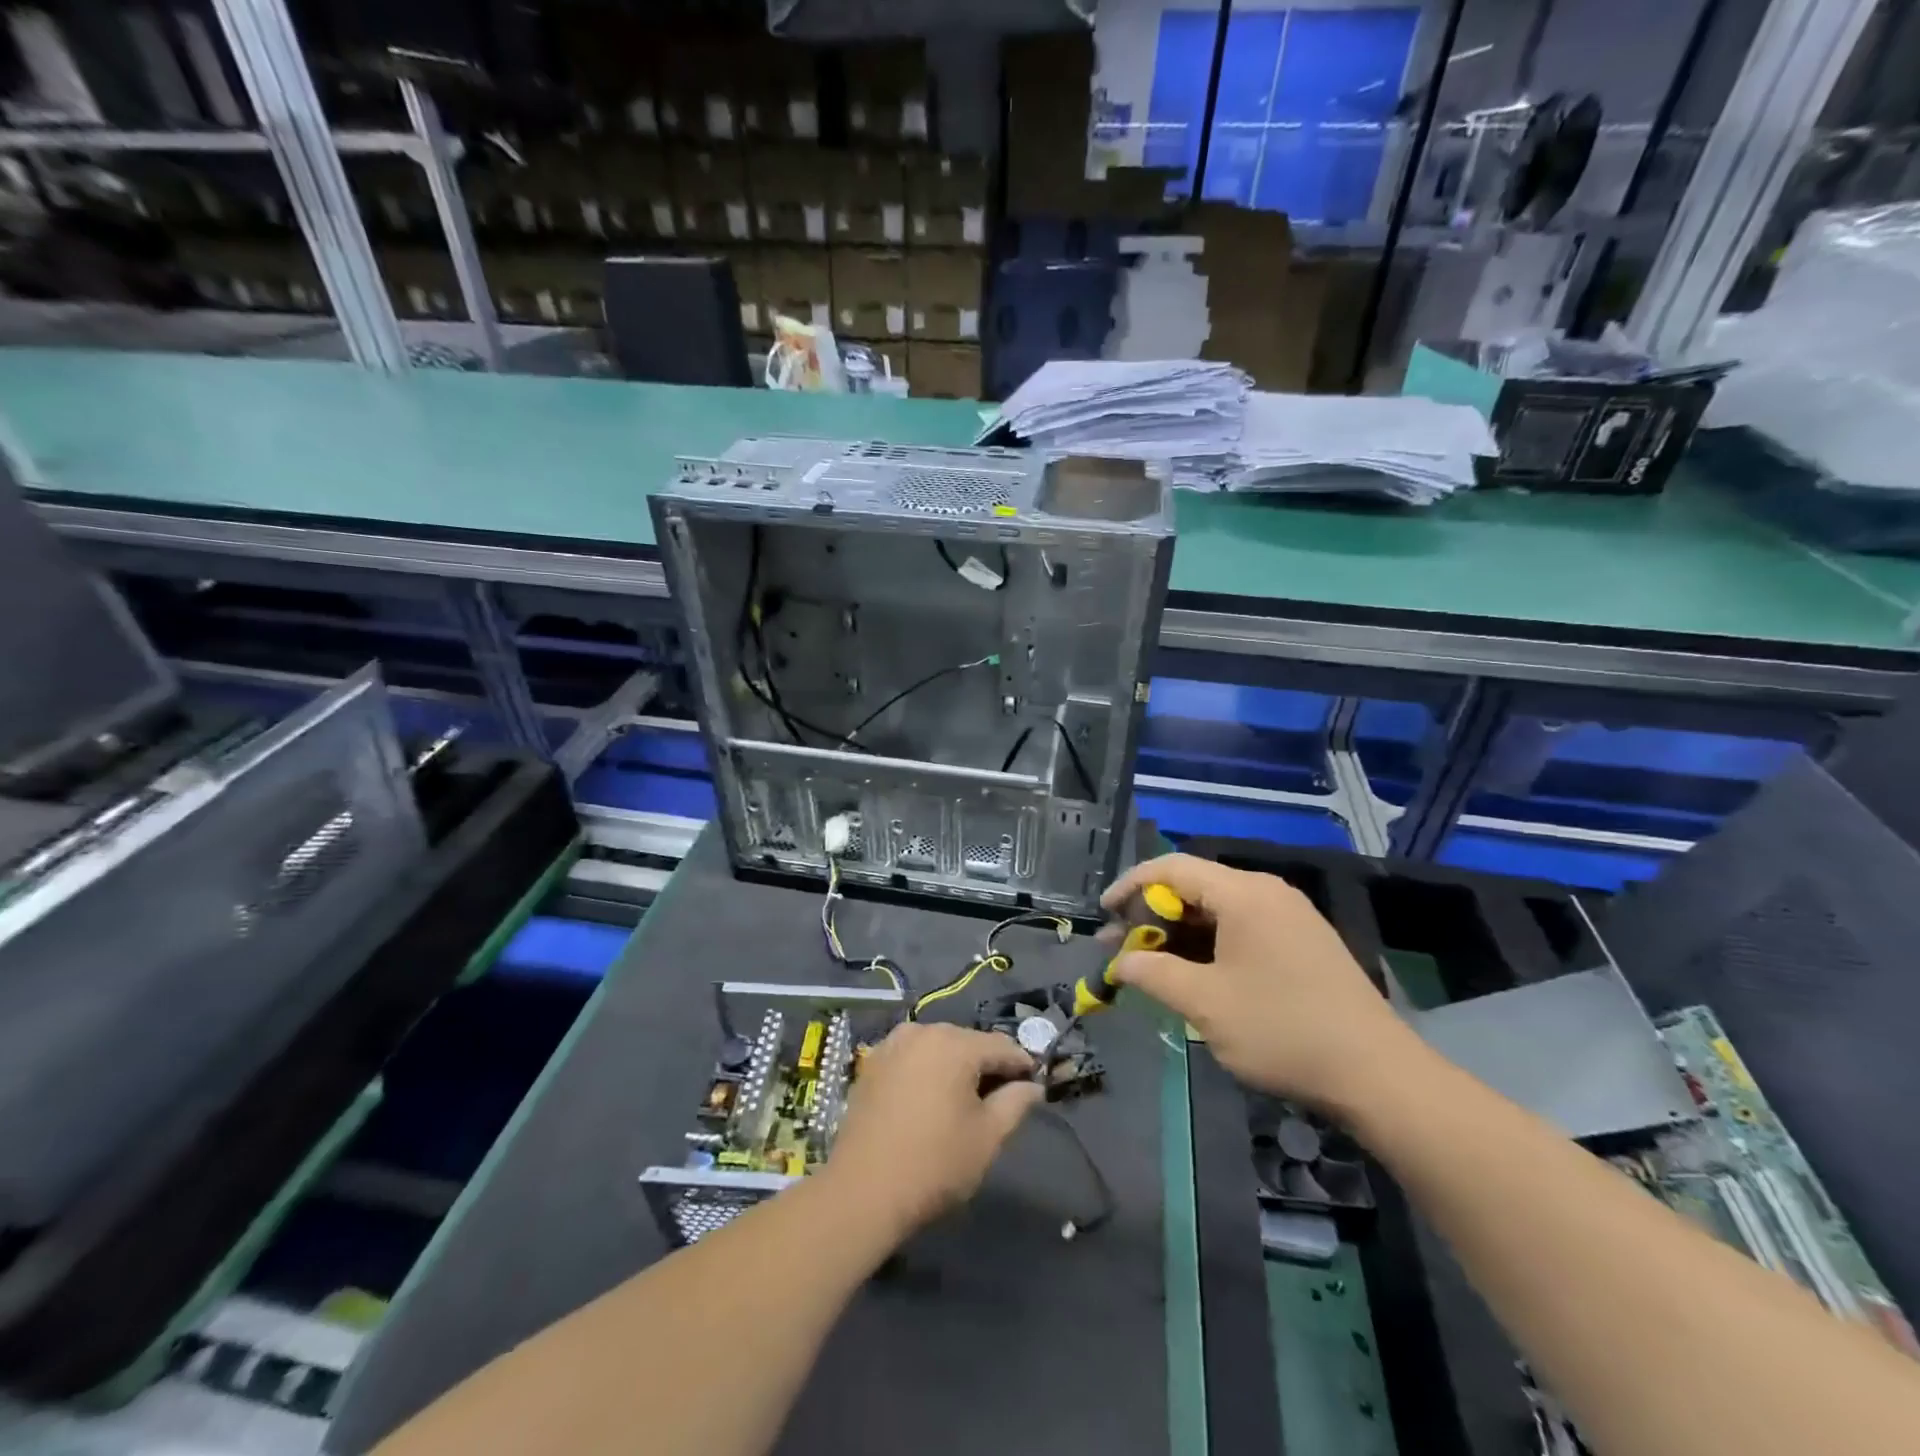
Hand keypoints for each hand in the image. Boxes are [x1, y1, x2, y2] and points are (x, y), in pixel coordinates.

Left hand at [825, 1022, 1042, 1238]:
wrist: (862, 1191)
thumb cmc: (934, 1164)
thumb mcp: (987, 1137)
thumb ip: (1015, 1103)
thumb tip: (1032, 1086)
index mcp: (954, 1043)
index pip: (1002, 1046)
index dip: (1022, 1065)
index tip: (1034, 1085)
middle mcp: (922, 1031)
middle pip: (968, 1042)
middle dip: (986, 1065)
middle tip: (999, 1099)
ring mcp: (893, 1044)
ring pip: (938, 1048)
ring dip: (955, 1067)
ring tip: (964, 1102)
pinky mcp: (872, 1062)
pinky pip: (912, 1057)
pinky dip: (927, 1071)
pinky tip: (929, 1100)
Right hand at [1102, 853, 1418, 1110]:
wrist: (1378, 1075)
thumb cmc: (1282, 1030)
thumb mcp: (1205, 1003)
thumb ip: (1153, 974)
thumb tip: (1119, 963)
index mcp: (1244, 894)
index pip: (1171, 868)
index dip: (1130, 887)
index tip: (1102, 914)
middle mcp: (1267, 893)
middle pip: (1194, 887)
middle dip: (1151, 916)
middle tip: (1120, 949)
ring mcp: (1289, 917)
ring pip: (1217, 910)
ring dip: (1178, 934)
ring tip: (1149, 965)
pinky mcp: (1302, 943)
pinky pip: (1241, 928)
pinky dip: (1208, 945)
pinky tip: (1194, 974)